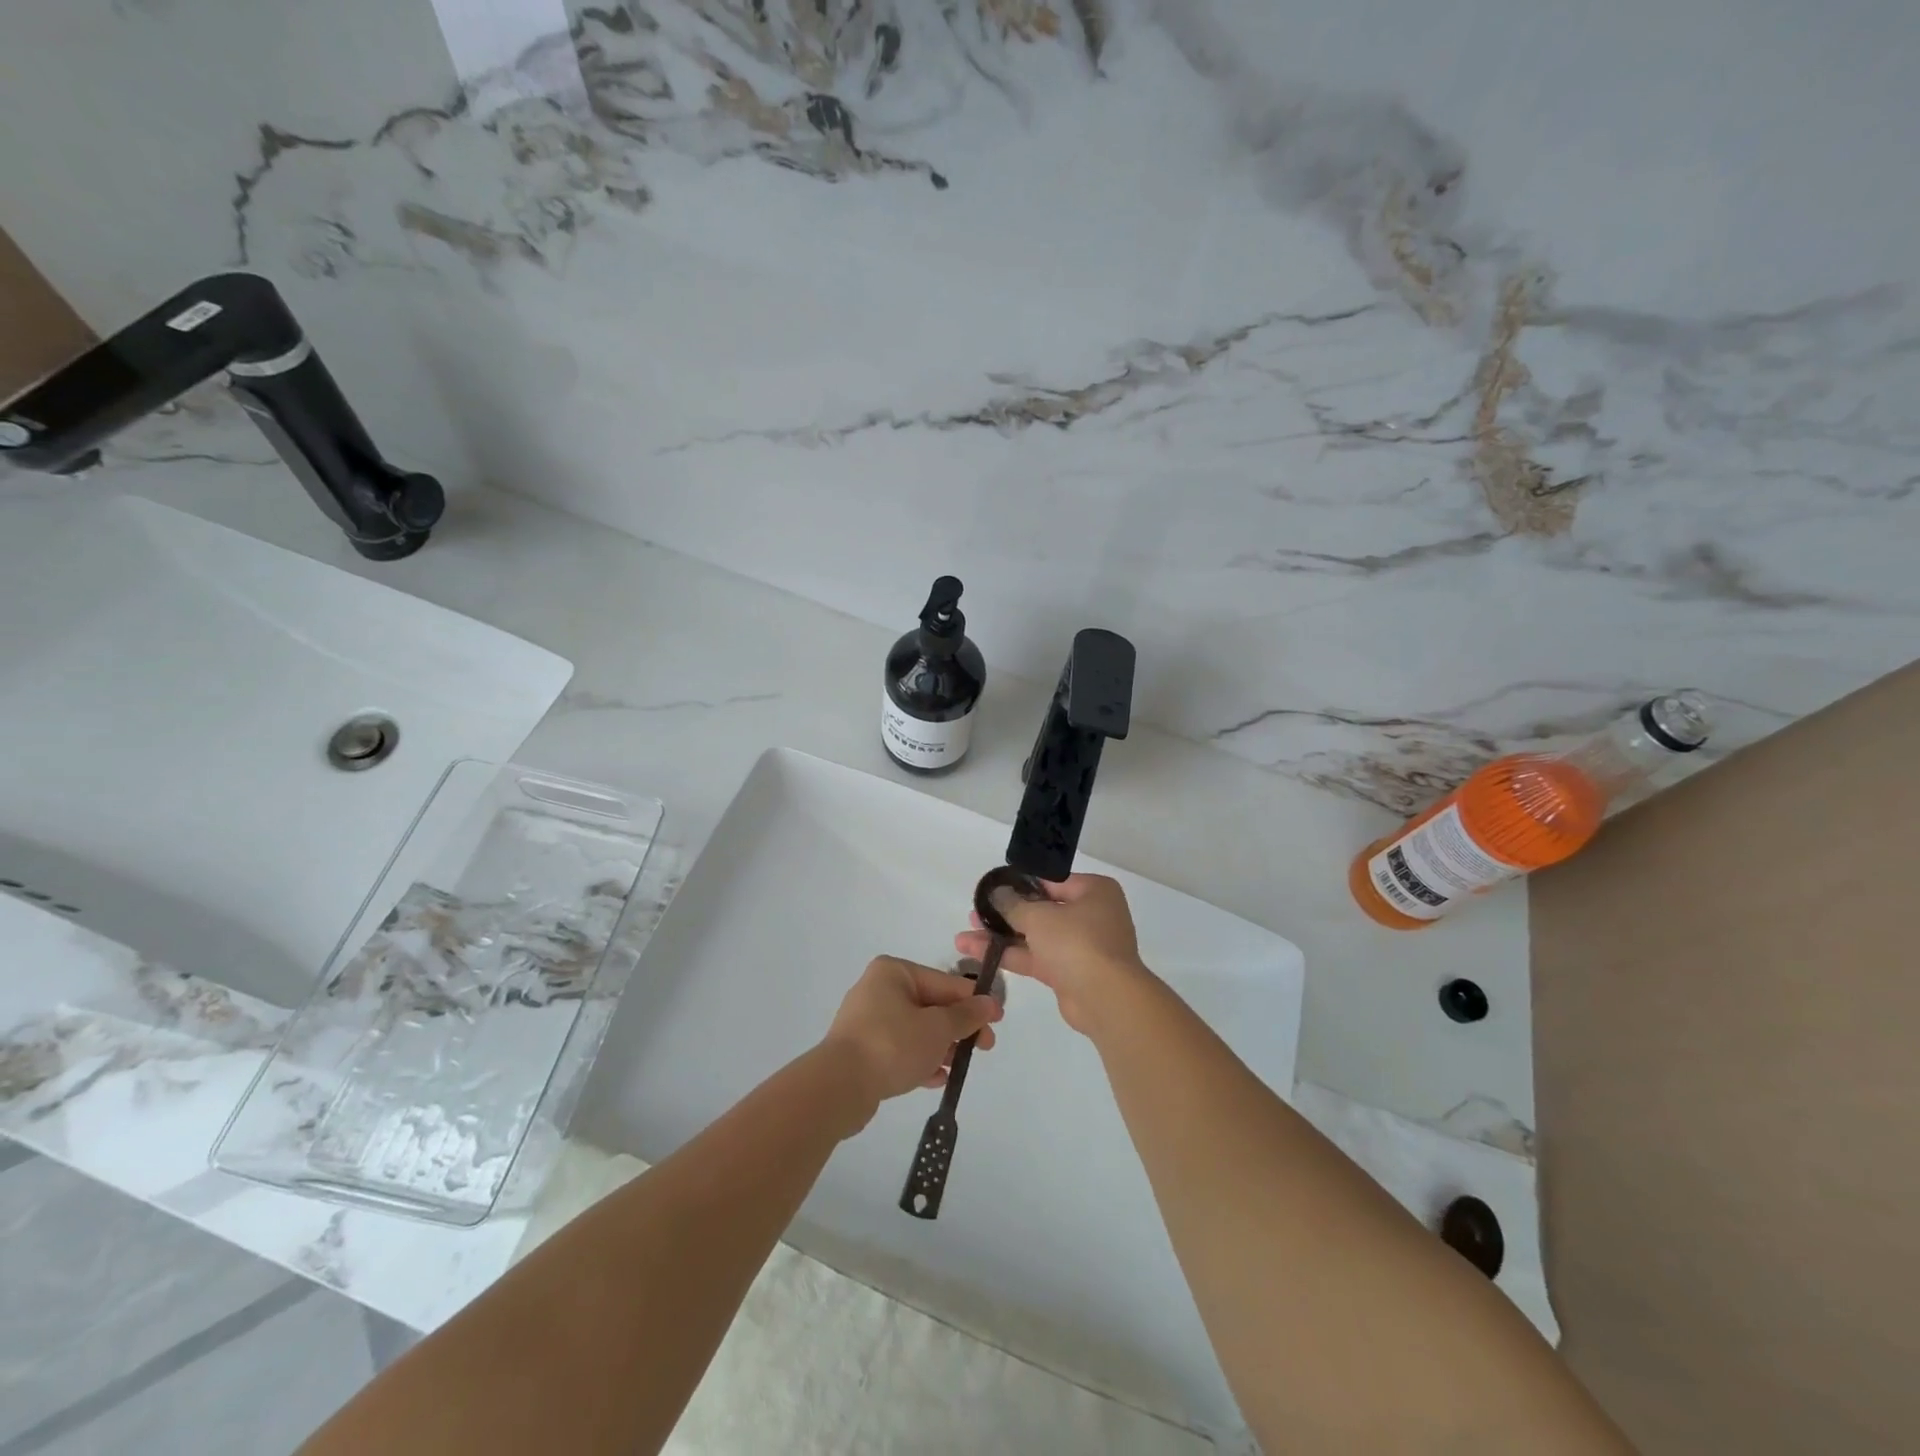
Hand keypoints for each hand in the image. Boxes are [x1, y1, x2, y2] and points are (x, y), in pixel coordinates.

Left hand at [821, 956, 1001, 1126]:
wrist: (839, 1086)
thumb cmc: (892, 1044)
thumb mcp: (937, 1028)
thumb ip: (965, 1016)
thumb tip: (989, 1003)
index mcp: (894, 972)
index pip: (944, 982)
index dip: (974, 1001)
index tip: (997, 1019)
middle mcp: (878, 989)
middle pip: (930, 1005)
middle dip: (958, 1027)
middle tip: (985, 1047)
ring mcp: (868, 1021)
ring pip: (916, 1029)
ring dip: (941, 1045)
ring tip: (961, 1065)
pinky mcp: (862, 1050)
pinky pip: (900, 1049)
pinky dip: (920, 1059)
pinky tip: (938, 1078)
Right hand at [954, 873, 1153, 1036]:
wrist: (1105, 999)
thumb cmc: (1077, 942)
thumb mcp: (1039, 916)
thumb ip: (1013, 904)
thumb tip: (997, 893)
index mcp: (1094, 891)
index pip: (1051, 881)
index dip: (1020, 883)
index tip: (991, 888)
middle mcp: (1090, 915)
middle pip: (1041, 909)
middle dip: (1005, 913)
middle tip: (974, 912)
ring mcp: (1079, 946)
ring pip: (1034, 936)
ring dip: (1001, 936)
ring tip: (964, 935)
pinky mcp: (1067, 973)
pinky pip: (1035, 958)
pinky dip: (1009, 955)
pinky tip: (977, 953)